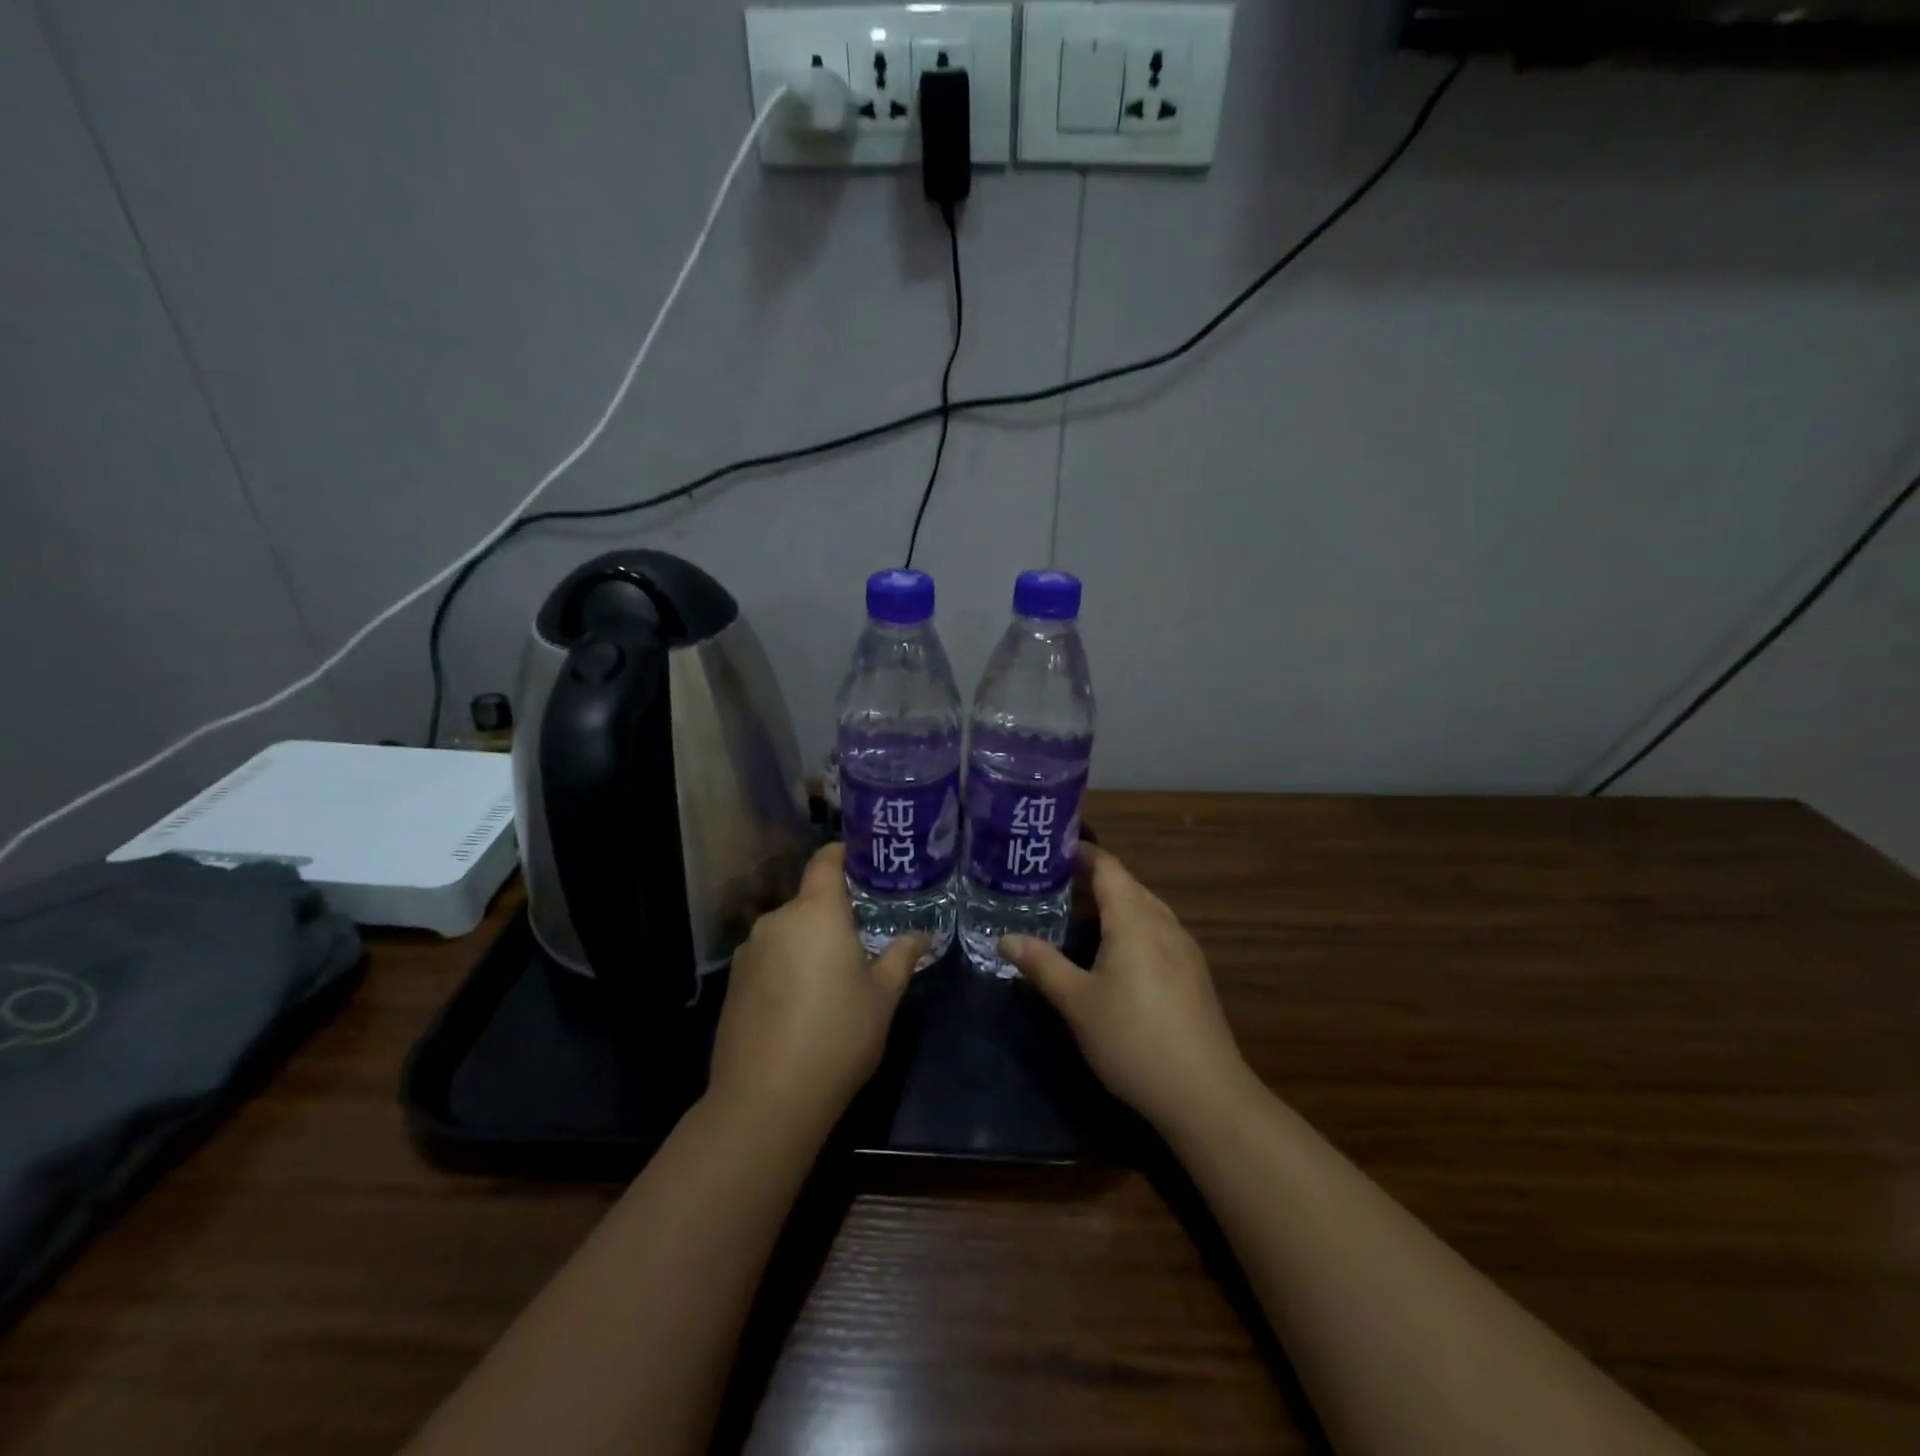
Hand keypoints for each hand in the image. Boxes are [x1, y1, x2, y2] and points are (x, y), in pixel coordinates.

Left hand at [707, 844, 926, 1136]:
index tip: (863, 860)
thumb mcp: (882, 997)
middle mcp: (777, 920)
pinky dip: (786, 967)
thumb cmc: (837, 1036)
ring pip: (788, 932)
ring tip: (832, 977)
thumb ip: (901, 957)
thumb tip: (921, 936)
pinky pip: (768, 959)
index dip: (843, 854)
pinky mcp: (733, 983)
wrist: (765, 1100)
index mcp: (816, 911)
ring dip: (809, 943)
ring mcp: (749, 952)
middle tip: (862, 938)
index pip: (825, 861)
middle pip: (808, 901)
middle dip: (833, 914)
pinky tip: (801, 1004)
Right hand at [1002, 843, 1251, 1134]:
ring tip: (1075, 916)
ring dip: (1112, 905)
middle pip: (1127, 885)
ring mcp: (1184, 948)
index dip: (1081, 854)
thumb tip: (1005, 938)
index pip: (1108, 867)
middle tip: (1050, 885)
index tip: (1051, 851)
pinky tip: (1113, 954)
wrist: (1204, 1093)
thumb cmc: (1132, 1039)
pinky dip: (1130, 927)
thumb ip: (1042, 964)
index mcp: (1134, 919)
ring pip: (1144, 908)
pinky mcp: (1194, 973)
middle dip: (1091, 880)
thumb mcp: (1077, 1002)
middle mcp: (1163, 923)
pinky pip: (1157, 931)